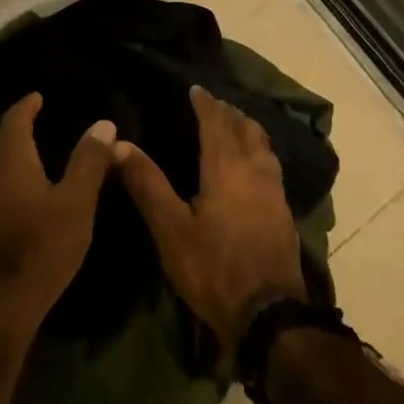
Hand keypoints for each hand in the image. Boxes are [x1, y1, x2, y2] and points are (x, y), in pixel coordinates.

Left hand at [0, 93, 116, 340]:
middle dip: (15, 126)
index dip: (26, 106)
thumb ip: (89, 161)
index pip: (14, 120)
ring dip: (8, 151)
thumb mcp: (76, 202)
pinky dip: (5, 174)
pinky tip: (19, 188)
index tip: (38, 96)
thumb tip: (103, 123)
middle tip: (34, 118)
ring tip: (30, 149)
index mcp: (10, 160)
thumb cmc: (42, 246)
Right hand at [117, 86, 305, 347]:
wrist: (269, 314)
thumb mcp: (170, 229)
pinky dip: (260, 153)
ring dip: (249, 131)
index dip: (206, 103)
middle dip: (230, 113)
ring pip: (264, 147)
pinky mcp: (285, 213)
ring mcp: (275, 192)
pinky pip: (272, 167)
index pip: (216, 123)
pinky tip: (253, 168)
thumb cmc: (212, 268)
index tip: (196, 89)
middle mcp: (255, 171)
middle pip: (246, 129)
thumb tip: (118, 144)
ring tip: (236, 128)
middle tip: (215, 105)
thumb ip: (147, 184)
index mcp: (226, 168)